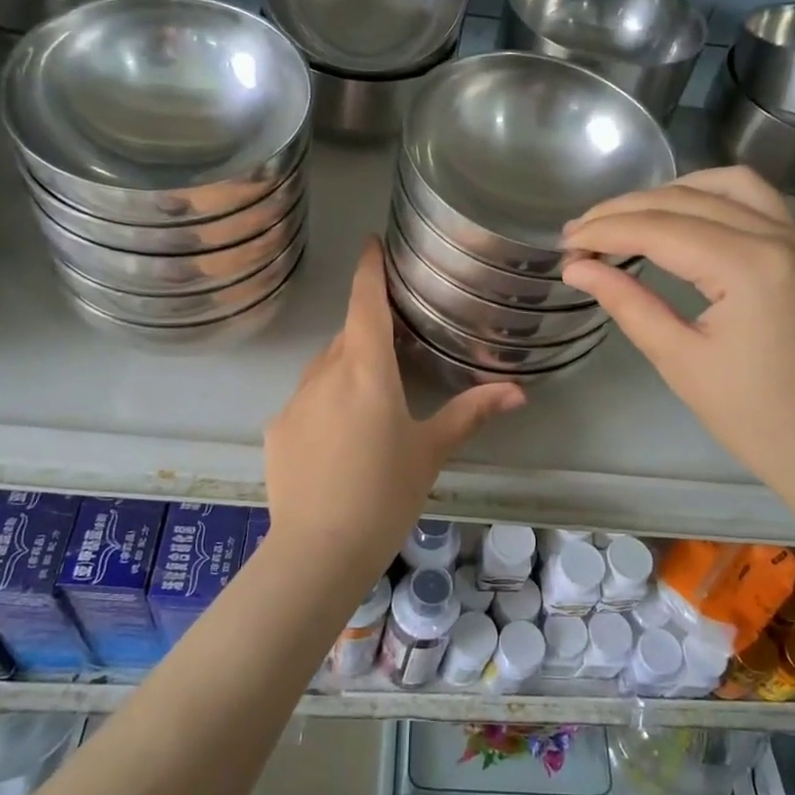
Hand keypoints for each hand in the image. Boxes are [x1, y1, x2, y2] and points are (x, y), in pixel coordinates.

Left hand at [264, 238, 523, 566]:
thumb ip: (471, 414)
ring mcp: (294, 401)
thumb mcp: (431, 452)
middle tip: (393, 352)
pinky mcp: (276, 430)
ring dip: (345, 373)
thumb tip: (518, 392)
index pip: (365, 303)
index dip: (369, 270)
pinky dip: (323, 407)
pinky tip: (337, 445)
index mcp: (367, 369)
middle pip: (347, 338)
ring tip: (368, 407)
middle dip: (367, 334)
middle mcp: (325, 374)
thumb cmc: (385, 493)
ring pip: (324, 370)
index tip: (370, 244)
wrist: (318, 550)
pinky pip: (305, 403)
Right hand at [560, 167, 794, 505]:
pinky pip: (757, 201)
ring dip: (671, 193)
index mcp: (750, 267)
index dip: (605, 230)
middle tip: (581, 233)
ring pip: (727, 185)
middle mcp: (782, 236)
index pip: (660, 228)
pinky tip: (682, 219)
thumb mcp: (680, 360)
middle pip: (688, 199)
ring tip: (627, 218)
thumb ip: (627, 303)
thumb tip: (577, 269)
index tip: (565, 244)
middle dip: (627, 209)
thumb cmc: (755, 418)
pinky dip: (711, 198)